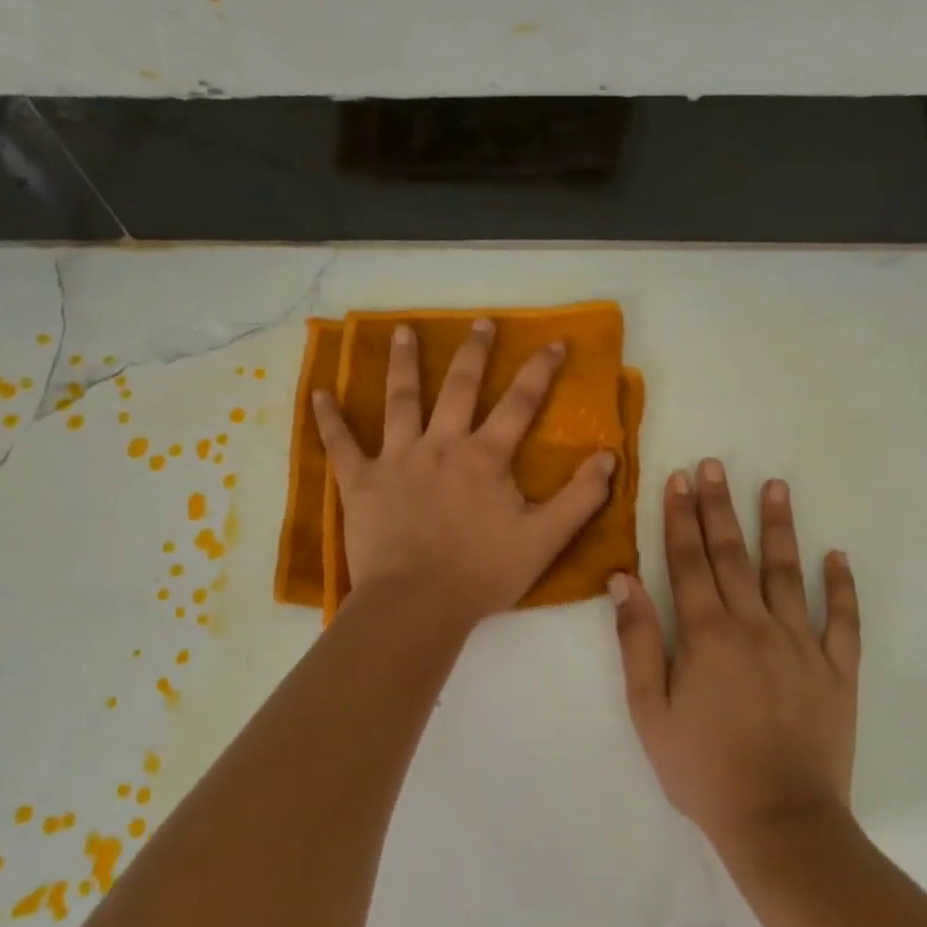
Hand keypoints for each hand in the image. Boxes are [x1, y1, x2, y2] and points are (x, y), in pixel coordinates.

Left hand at [313, 319, 616, 625]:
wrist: (417, 604)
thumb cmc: (482, 573)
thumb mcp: (544, 539)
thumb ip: (580, 498)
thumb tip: (609, 456)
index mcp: (485, 457)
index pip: (519, 403)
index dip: (539, 371)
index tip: (553, 342)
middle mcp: (441, 445)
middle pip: (459, 387)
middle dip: (474, 352)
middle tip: (481, 322)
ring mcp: (397, 459)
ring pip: (400, 400)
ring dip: (402, 363)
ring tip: (401, 330)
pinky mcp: (361, 481)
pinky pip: (340, 444)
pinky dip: (328, 418)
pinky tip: (318, 392)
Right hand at [614, 460, 861, 852]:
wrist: (780, 822)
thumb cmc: (704, 769)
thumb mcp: (651, 711)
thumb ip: (638, 641)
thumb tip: (623, 580)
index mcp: (706, 635)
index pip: (688, 562)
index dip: (681, 518)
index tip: (679, 479)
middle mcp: (755, 626)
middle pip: (733, 555)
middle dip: (720, 507)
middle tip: (715, 465)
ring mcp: (801, 644)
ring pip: (788, 573)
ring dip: (779, 527)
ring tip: (776, 486)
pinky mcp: (837, 670)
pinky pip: (842, 620)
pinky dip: (841, 586)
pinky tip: (837, 556)